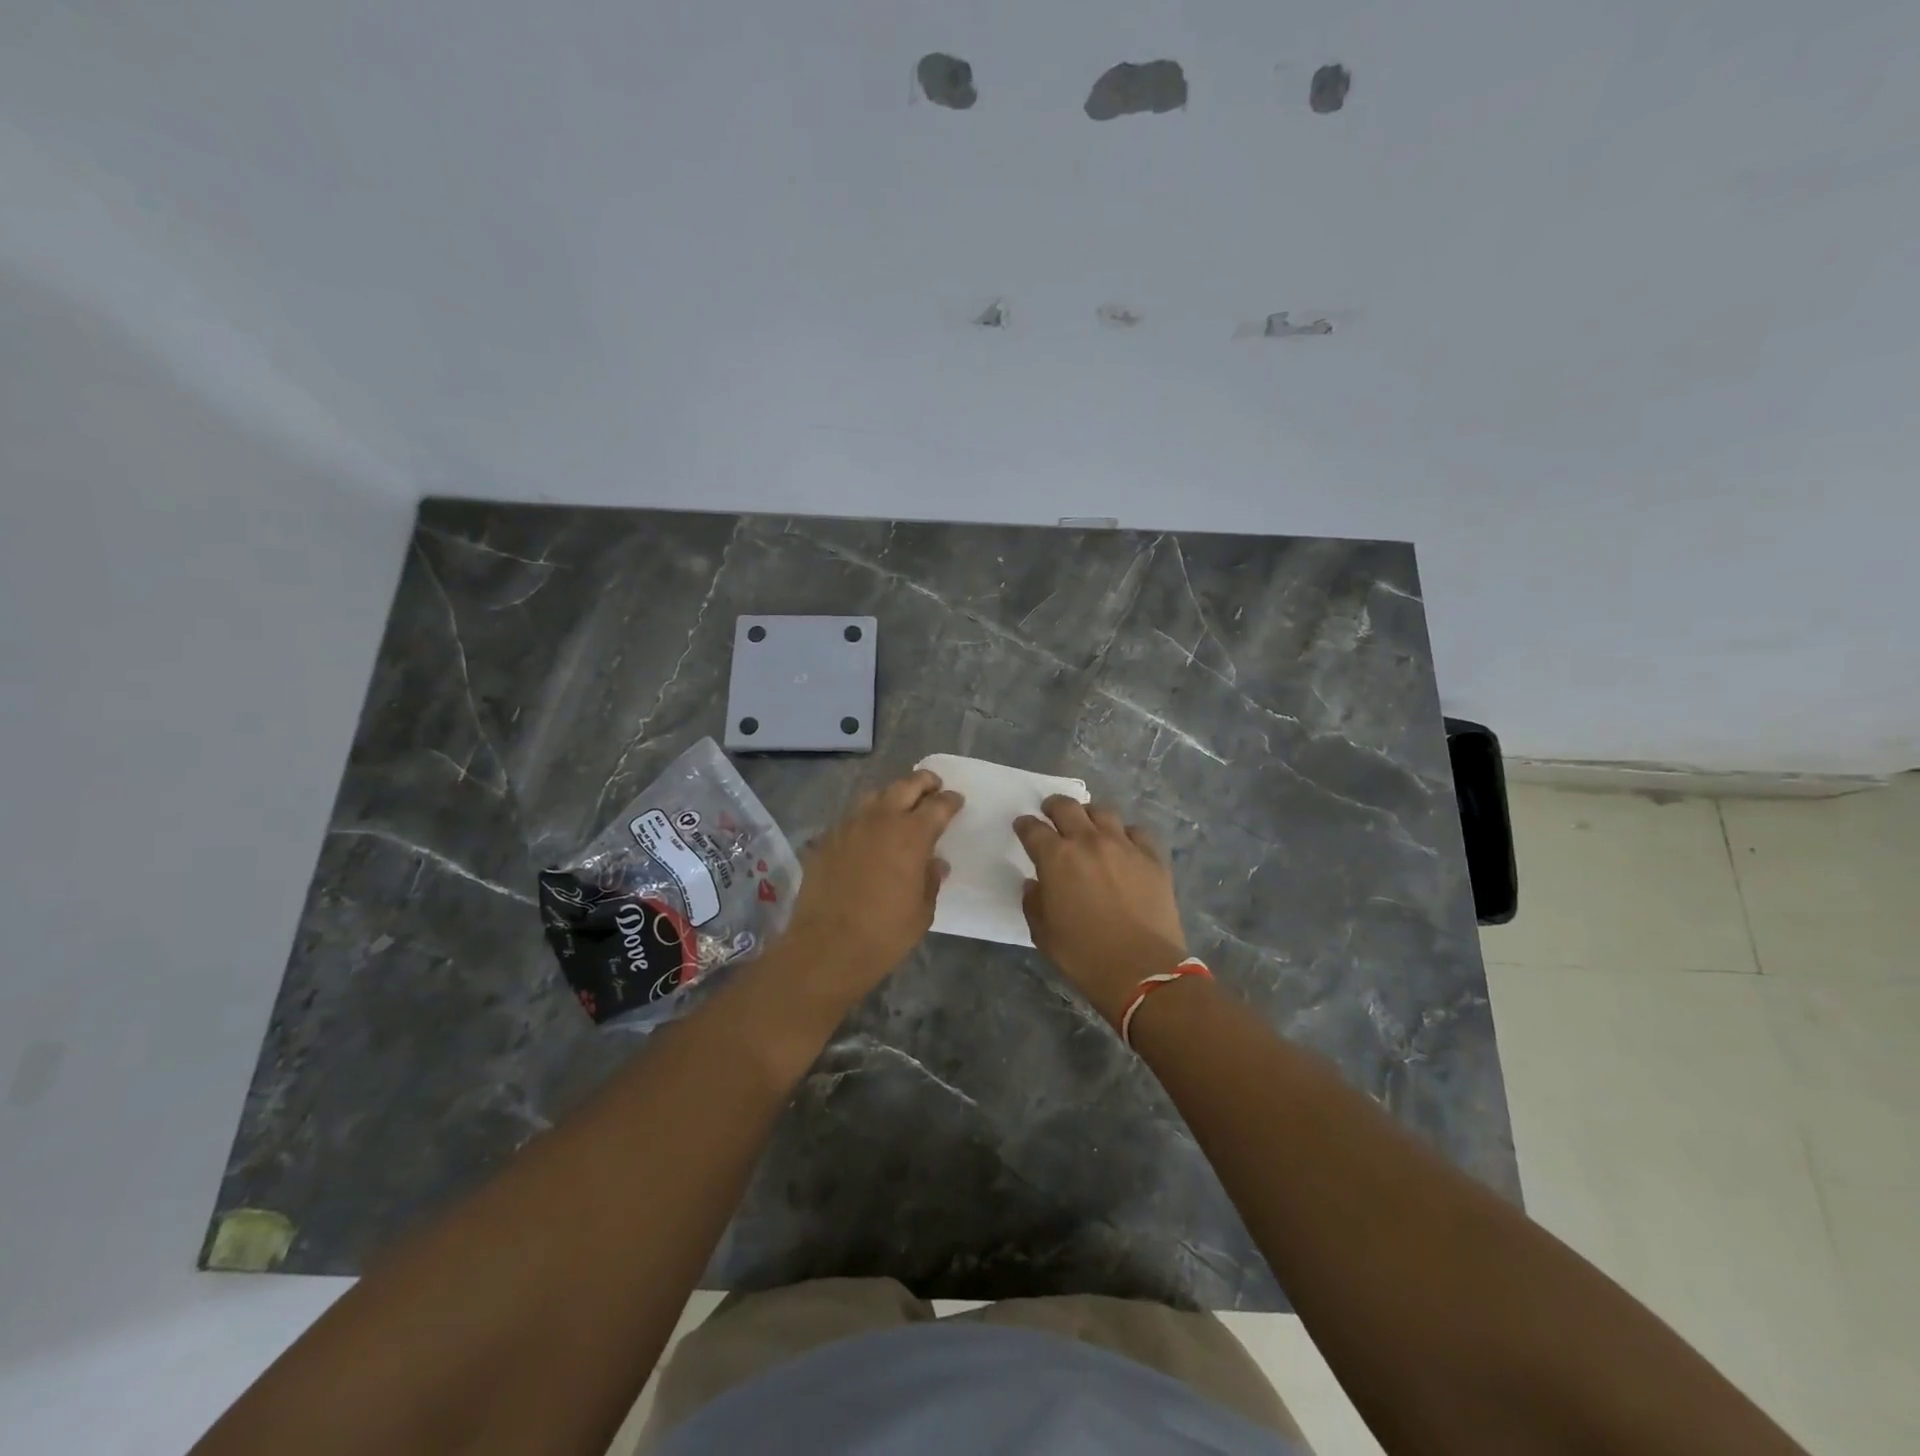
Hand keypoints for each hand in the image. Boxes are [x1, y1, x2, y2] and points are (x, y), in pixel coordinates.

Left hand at [773, 769, 963, 1003]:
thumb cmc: (885, 933)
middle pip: (906, 785)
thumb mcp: (922, 911)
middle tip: (933, 786)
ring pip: (874, 795)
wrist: (827, 947)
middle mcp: (880, 819)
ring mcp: (849, 826)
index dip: (950, 801)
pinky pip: (850, 817)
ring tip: (899, 806)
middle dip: (923, 782)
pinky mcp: (826, 839)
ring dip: (891, 795)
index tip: (956, 801)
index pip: (938, 805)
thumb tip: (935, 863)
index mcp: (911, 834)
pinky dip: (865, 818)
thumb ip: (930, 880)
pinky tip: (867, 833)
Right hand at [1015, 797, 1188, 1026]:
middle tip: (1050, 812)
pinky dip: (1125, 834)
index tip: (1022, 826)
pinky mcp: (1152, 857)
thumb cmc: (1084, 955)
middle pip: (1067, 807)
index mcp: (1056, 858)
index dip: (1024, 825)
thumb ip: (1034, 902)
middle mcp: (1088, 841)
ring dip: (1089, 815)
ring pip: (1103, 812)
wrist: (1142, 969)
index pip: (1033, 829)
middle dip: (1054, 806)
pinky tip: (1124, 845)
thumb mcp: (1043, 934)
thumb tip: (1035, 884)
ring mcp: (1124, 846)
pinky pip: (1137, 832)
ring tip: (1088, 824)